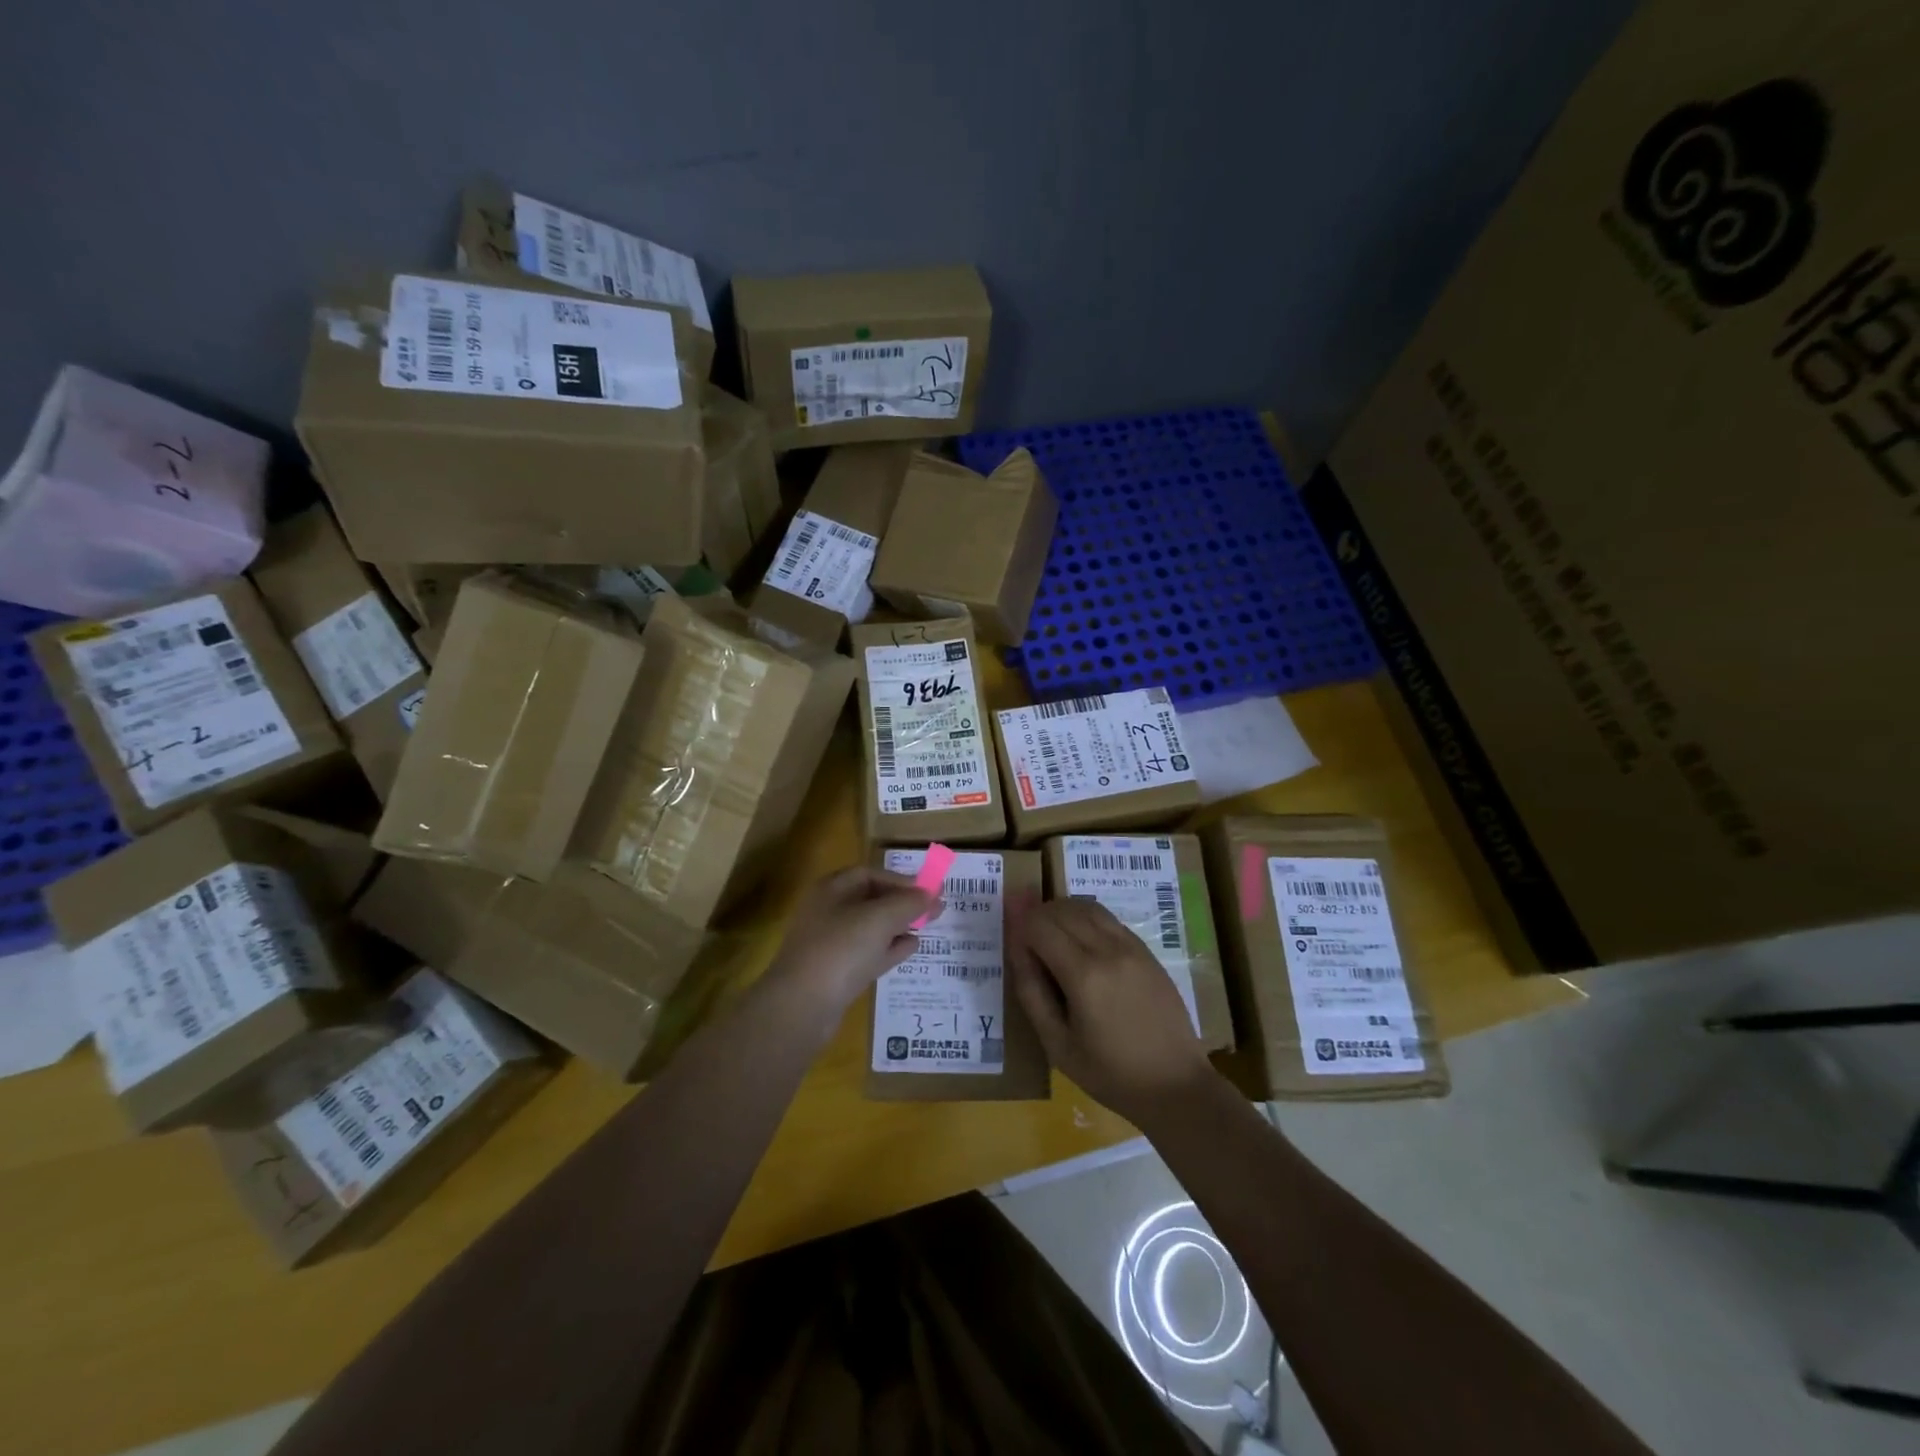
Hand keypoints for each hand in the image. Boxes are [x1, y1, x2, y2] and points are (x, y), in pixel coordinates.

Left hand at [767, 866, 937, 1010]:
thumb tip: (931, 895)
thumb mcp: (880, 918)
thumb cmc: (841, 949)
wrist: (801, 1006)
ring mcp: (831, 944)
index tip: (927, 891)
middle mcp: (828, 912)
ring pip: (870, 928)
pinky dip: (890, 948)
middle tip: (932, 910)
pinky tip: (912, 948)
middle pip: (870, 900)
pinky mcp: (836, 973)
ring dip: (898, 926)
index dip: (899, 880)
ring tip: (926, 927)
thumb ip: (909, 903)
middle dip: (902, 903)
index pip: (869, 874)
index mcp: (831, 890)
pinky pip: (868, 953)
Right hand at [1009, 896, 1216, 1125]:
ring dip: (1062, 913)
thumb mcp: (1057, 1044)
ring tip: (1052, 940)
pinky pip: (1107, 918)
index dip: (1020, 928)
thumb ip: (1031, 991)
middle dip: (1037, 918)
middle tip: (1028, 944)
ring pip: (1086, 906)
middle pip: (1061, 909)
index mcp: (1084, 975)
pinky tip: (1081, 945)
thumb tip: (1016, 947)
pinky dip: (1085, 919)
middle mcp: (1108, 949)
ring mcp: (1131, 946)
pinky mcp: (1146, 950)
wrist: (1175, 1084)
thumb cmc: (1110, 1073)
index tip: (1014, 946)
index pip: (1040, 925)